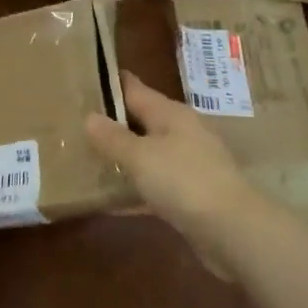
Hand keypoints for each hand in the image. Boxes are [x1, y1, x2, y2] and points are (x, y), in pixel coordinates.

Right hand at [86, 70, 265, 275]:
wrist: (232, 229)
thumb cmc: (183, 180)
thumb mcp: (140, 156)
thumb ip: (113, 138)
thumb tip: (89, 117)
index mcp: (171, 114)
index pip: (135, 89)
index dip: (111, 83)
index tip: (84, 79)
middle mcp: (181, 133)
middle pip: (141, 121)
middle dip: (113, 122)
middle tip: (76, 122)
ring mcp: (188, 165)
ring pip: (148, 154)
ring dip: (123, 157)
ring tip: (86, 158)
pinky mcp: (190, 195)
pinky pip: (154, 186)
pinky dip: (134, 190)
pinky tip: (110, 201)